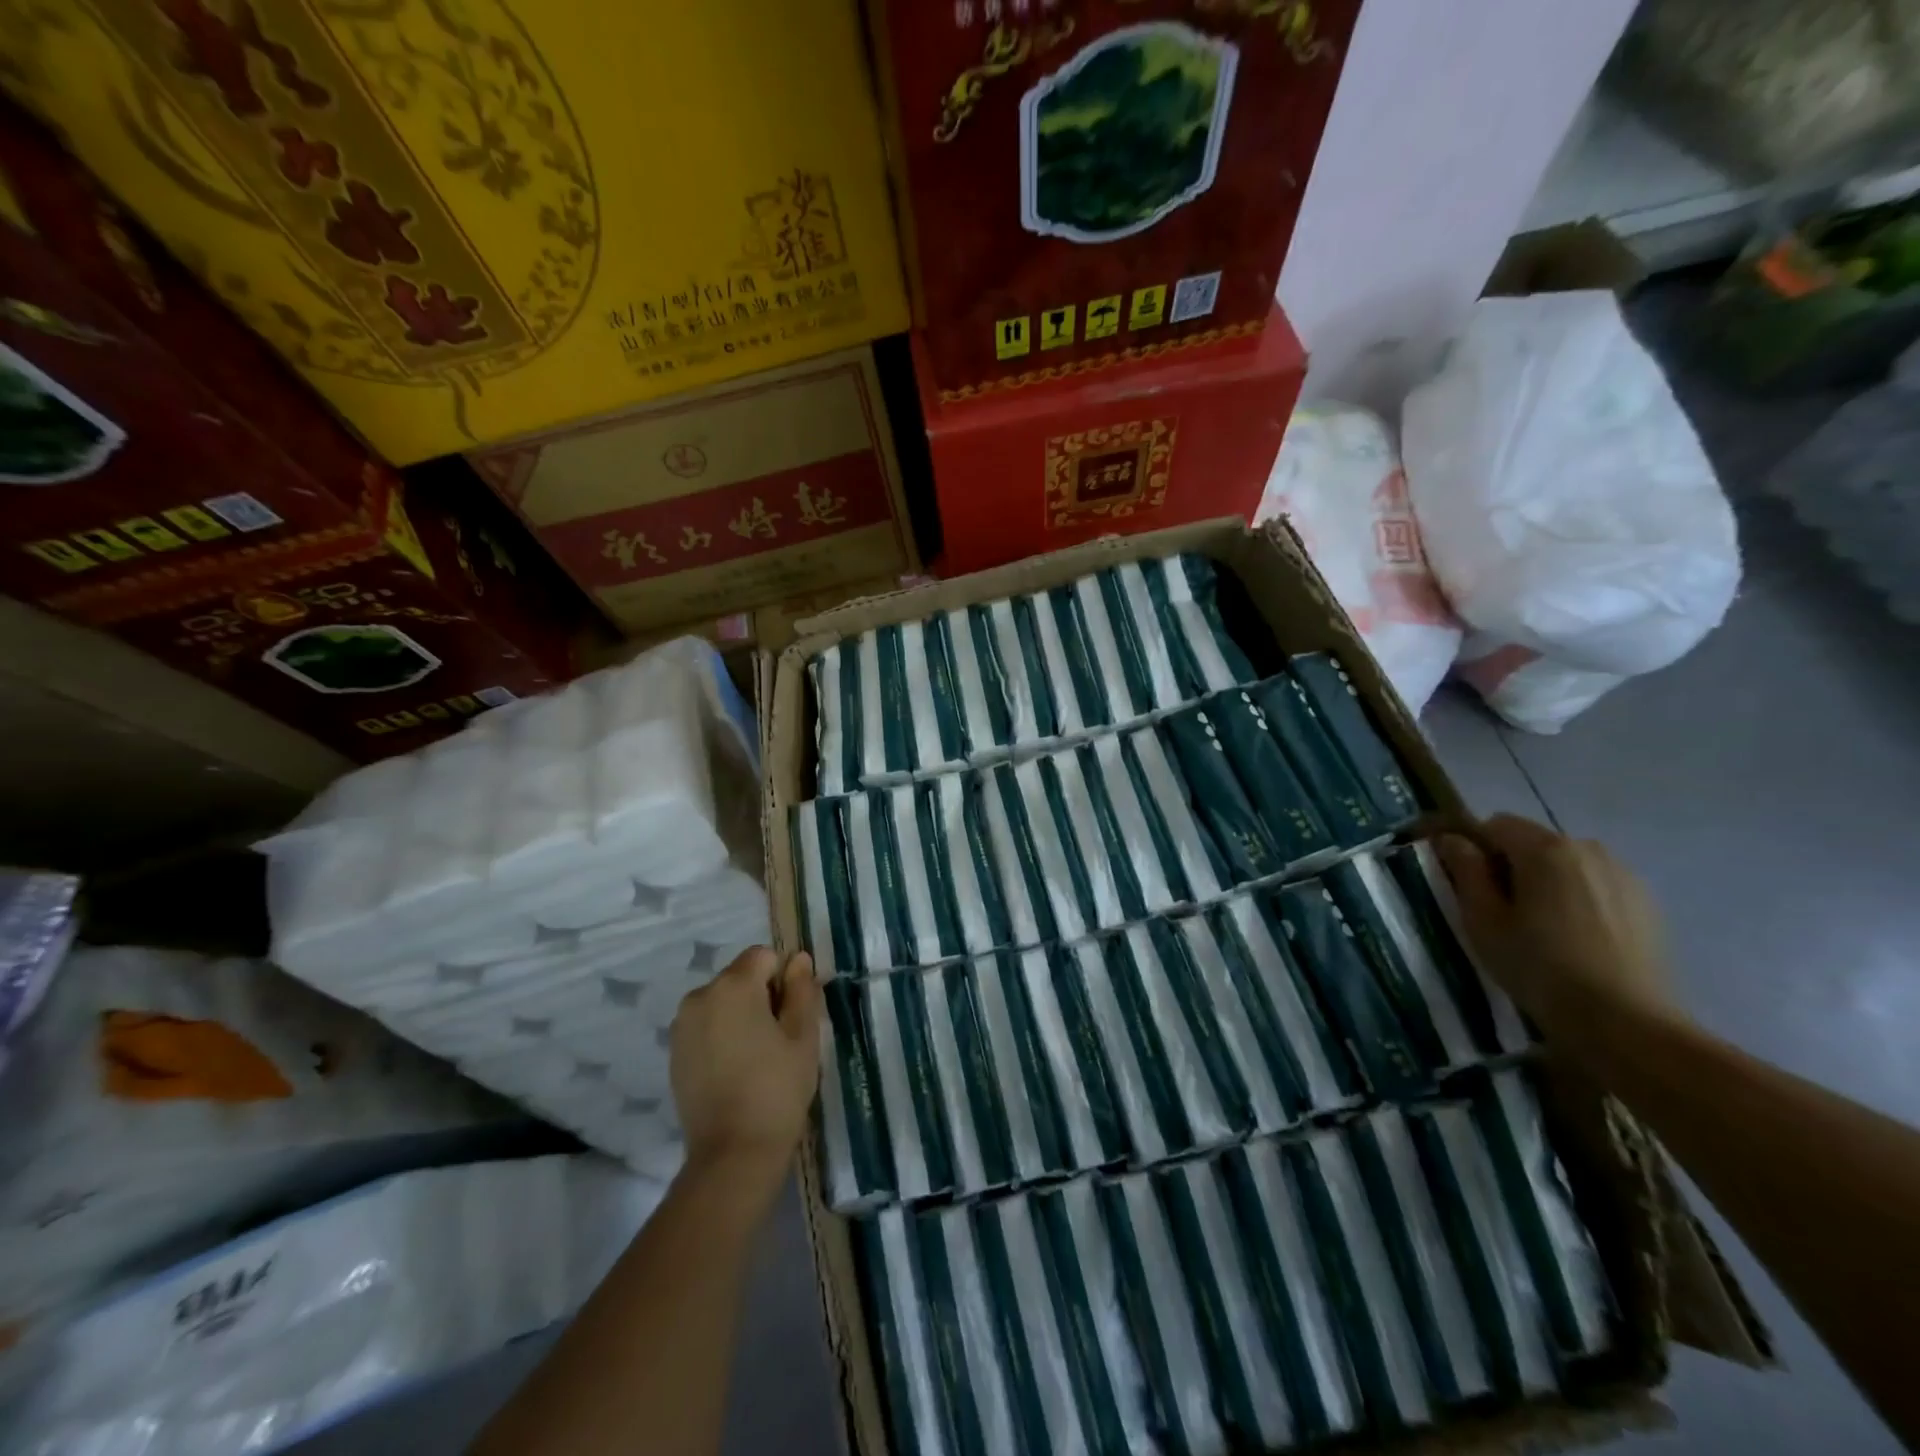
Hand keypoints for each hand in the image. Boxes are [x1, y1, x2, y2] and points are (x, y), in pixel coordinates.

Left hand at [669, 947, 820, 1204]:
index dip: (784, 978)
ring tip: (758, 1057)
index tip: (793, 1014)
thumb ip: (802, 989)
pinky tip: (736, 1070)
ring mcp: (682, 1026)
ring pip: (722, 1002)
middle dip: (762, 995)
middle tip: (780, 1039)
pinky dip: (722, 1035)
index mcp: (733, 986)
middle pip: (740, 977)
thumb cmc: (777, 1088)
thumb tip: (798, 959)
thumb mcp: (803, 1035)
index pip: (764, 956)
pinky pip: (706, 1026)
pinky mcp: (674, 1053)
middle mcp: (700, 996)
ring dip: (741, 1015)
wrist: (733, 1154)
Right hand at [1437, 815, 1683, 1038]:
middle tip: (1501, 910)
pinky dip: (1577, 897)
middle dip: (1511, 865)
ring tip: (1541, 926)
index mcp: (1545, 849)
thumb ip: (1465, 871)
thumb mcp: (1483, 920)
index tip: (1468, 884)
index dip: (1474, 848)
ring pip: (1565, 863)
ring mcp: (1624, 875)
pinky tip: (1576, 937)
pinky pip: (1595, 884)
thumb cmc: (1539, 967)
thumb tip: (1451, 840)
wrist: (1626, 1022)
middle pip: (1533, 841)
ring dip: (1545, 881)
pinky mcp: (1647, 902)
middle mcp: (1588, 849)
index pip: (1494, 825)